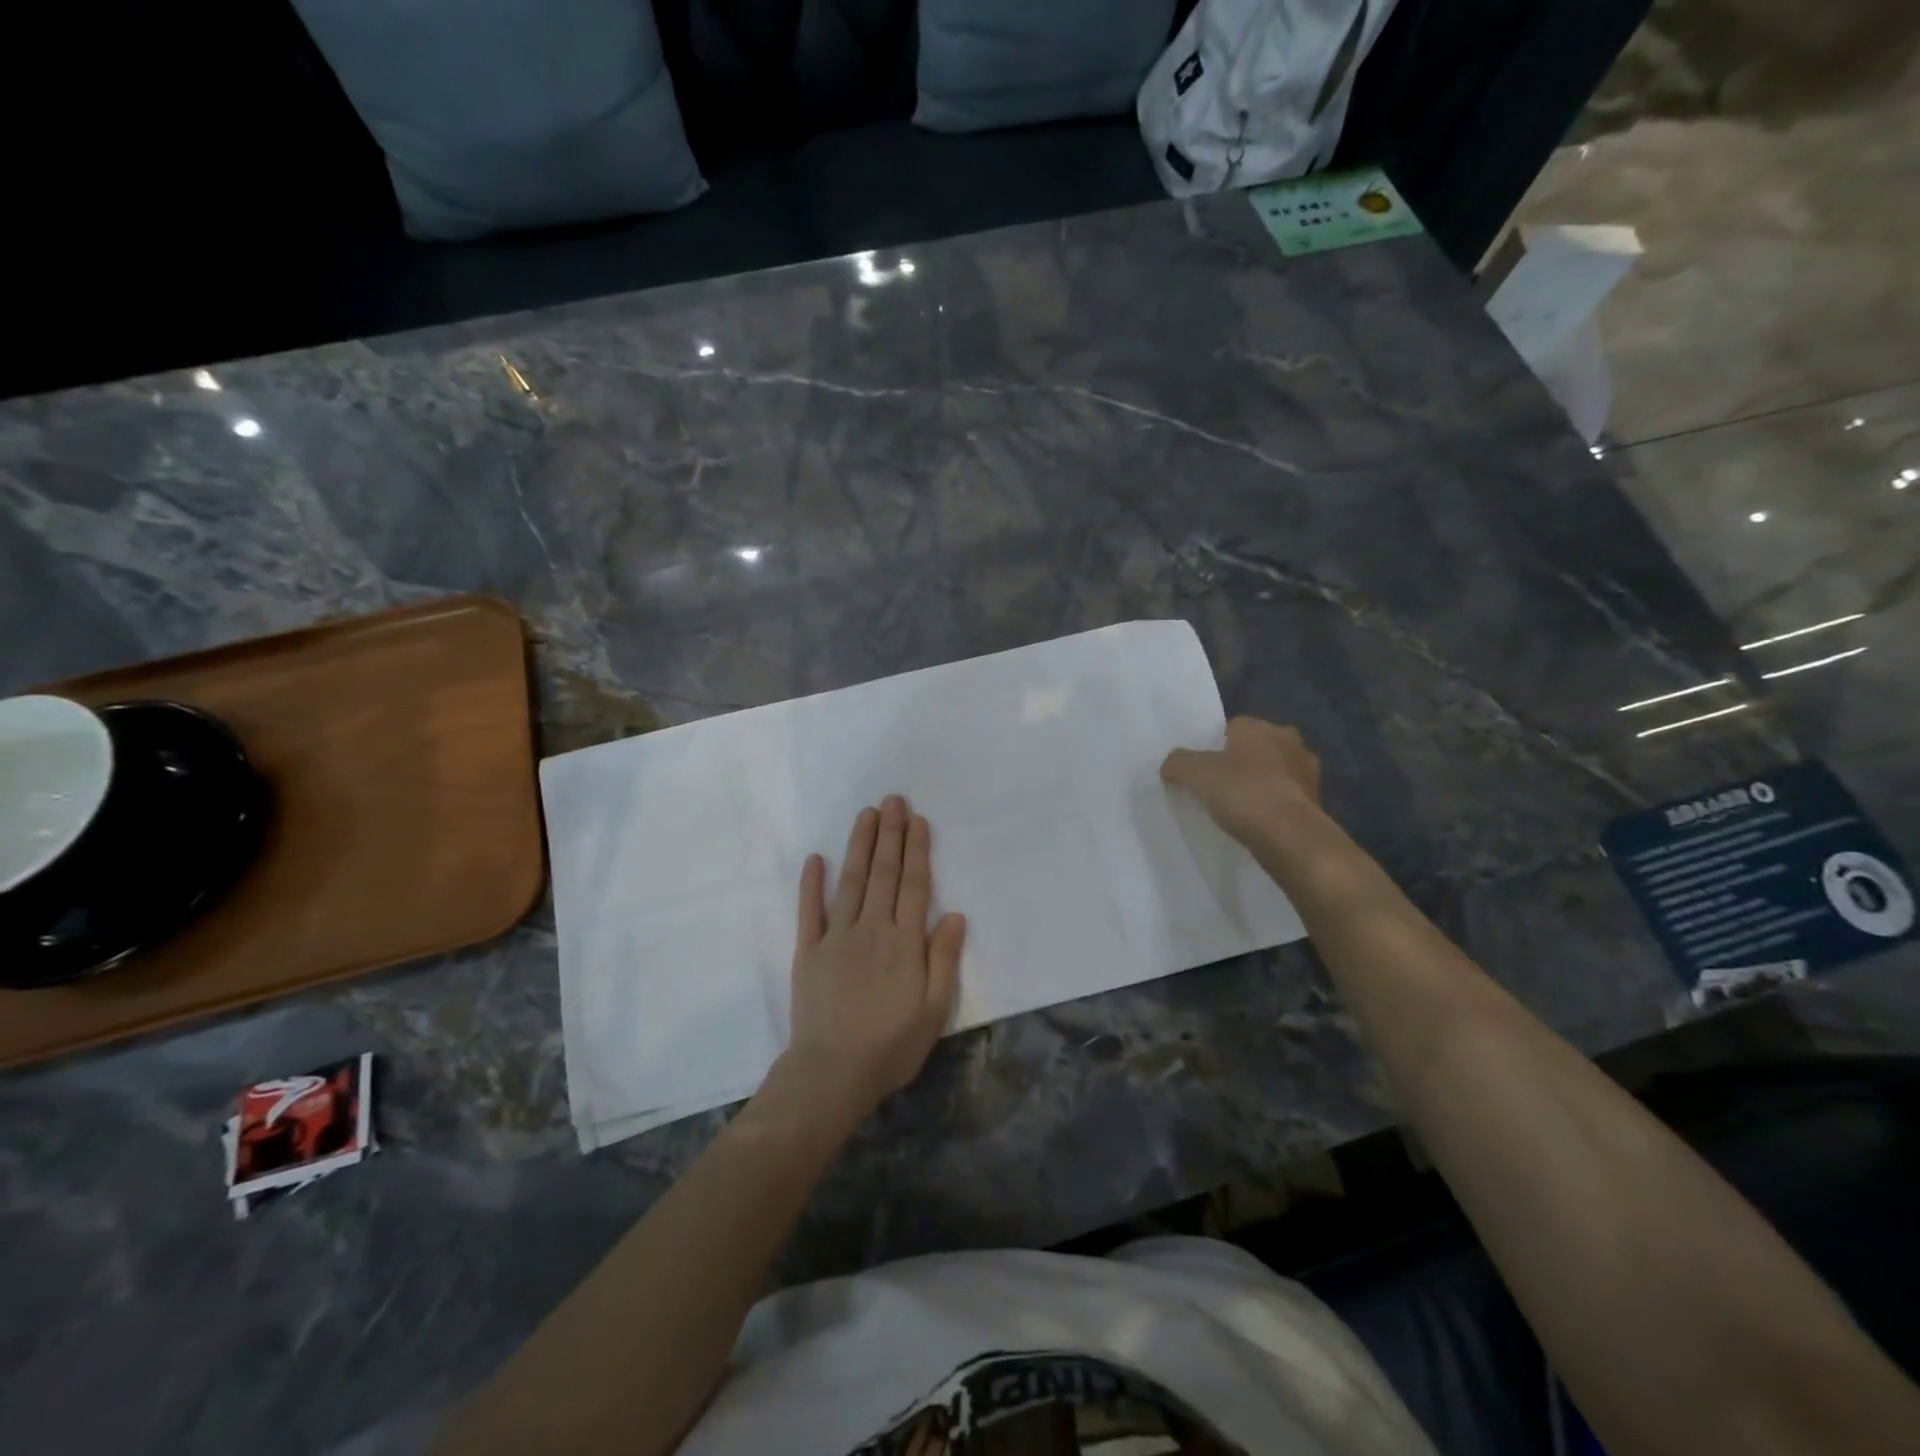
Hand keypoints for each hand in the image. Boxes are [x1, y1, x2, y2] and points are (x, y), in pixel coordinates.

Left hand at [773, 795, 966, 1130]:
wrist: (831, 1073)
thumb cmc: (890, 1046)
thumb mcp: (933, 1010)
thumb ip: (943, 959)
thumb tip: (955, 914)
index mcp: (904, 942)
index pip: (914, 885)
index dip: (917, 849)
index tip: (917, 819)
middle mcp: (871, 929)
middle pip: (884, 873)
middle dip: (889, 834)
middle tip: (892, 800)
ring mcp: (836, 937)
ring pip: (851, 882)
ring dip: (859, 846)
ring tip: (866, 815)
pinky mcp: (808, 951)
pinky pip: (809, 911)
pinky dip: (811, 883)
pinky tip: (815, 858)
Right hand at [1160, 716, 1323, 846]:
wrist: (1290, 837)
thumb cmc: (1243, 793)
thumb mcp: (1194, 773)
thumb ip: (1177, 762)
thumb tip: (1171, 765)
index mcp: (1263, 727)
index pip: (1231, 728)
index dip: (1212, 747)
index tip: (1200, 769)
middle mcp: (1291, 742)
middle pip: (1254, 750)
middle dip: (1238, 765)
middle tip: (1215, 788)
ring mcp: (1308, 774)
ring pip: (1272, 775)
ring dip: (1258, 787)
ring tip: (1234, 810)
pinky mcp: (1316, 804)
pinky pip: (1284, 800)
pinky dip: (1271, 809)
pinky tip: (1255, 824)